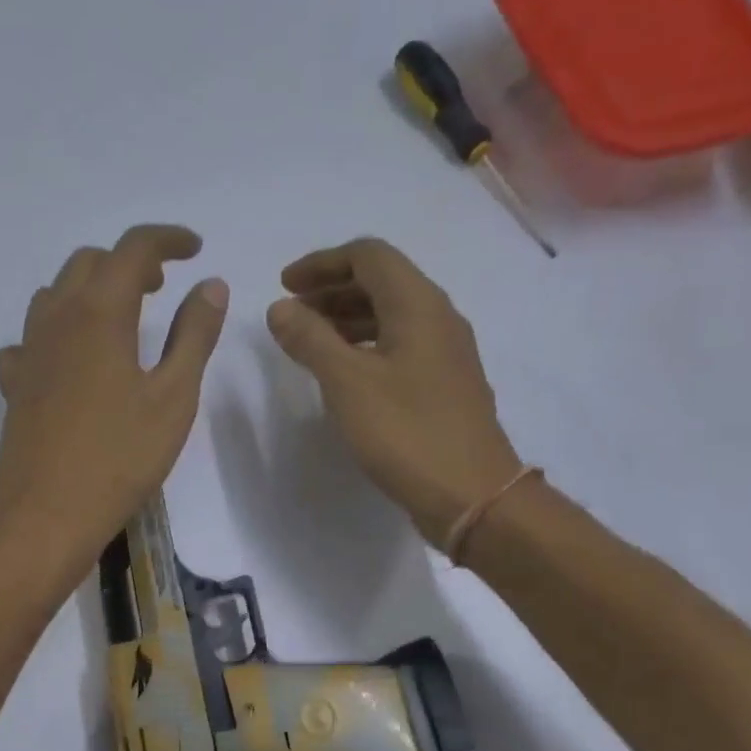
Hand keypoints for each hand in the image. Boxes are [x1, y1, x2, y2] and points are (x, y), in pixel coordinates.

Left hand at [0, 224, 228, 580]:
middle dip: (128, 262)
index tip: (194, 249)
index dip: (166, 239)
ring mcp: (28, 352)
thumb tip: (210, 285)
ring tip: (121, 318)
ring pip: (55, 294)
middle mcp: (57, 320)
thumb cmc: (119, 458)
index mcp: (100, 313)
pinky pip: (31, 339)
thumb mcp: (173, 397)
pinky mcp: (14, 385)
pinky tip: (71, 361)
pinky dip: (56, 332)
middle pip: (88, 263)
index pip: (132, 249)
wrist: (45, 515)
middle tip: (161, 286)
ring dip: (90, 290)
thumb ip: (194, 335)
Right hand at [266, 238, 521, 549]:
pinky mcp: (444, 384)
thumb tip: (280, 308)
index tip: (284, 286)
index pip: (369, 256)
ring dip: (346, 318)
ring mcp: (445, 353)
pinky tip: (344, 373)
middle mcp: (438, 318)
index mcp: (418, 305)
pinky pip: (399, 345)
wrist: (470, 494)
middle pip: (382, 282)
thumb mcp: (347, 383)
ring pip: (390, 315)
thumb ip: (311, 340)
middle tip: (291, 313)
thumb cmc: (406, 432)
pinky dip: (365, 346)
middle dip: (331, 289)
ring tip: (309, 341)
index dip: (322, 263)